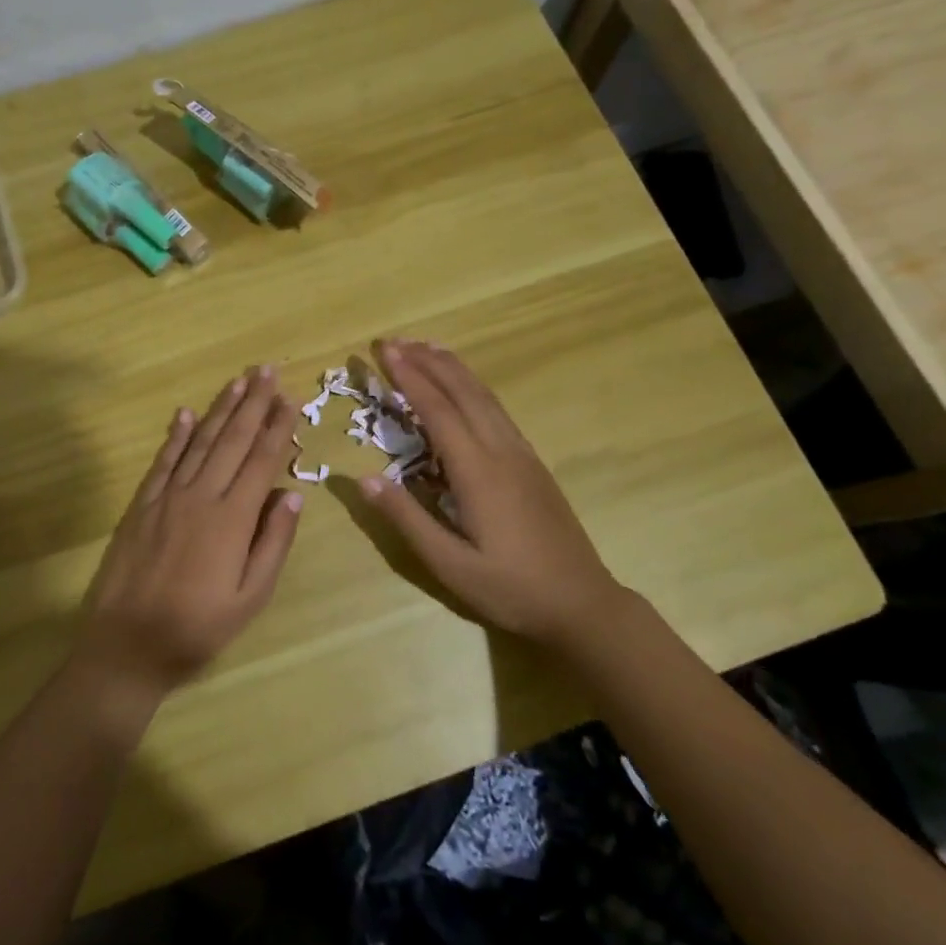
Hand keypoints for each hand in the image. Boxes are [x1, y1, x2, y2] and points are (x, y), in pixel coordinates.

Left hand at [78, 367, 303, 703]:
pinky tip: (185, 414)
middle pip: (231, 440)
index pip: (260, 461)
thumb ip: (273, 543)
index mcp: (232, 519)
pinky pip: (163, 461)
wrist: (127, 644)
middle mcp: (201, 496)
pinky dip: (176, 435)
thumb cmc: (197, 628)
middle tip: (266, 370)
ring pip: (199, 442)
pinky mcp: (141, 504)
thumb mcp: (250, 598)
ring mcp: (167, 497)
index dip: (276, 427)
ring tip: (238, 381)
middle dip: (252, 403)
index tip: (289, 398)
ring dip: (220, 409)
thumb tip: (293, 494)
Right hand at [357, 340, 624, 645]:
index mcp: (478, 472)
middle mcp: (501, 451)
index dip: (409, 377)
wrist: (582, 604)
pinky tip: (464, 388)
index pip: (437, 410)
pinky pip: (497, 411)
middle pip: (463, 391)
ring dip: (453, 368)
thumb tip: (362, 478)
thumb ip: (407, 518)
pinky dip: (474, 387)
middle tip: (395, 340)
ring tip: (426, 346)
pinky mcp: (532, 463)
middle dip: (428, 361)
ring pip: (485, 396)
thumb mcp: (449, 565)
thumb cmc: (510, 589)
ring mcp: (522, 454)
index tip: (384, 351)